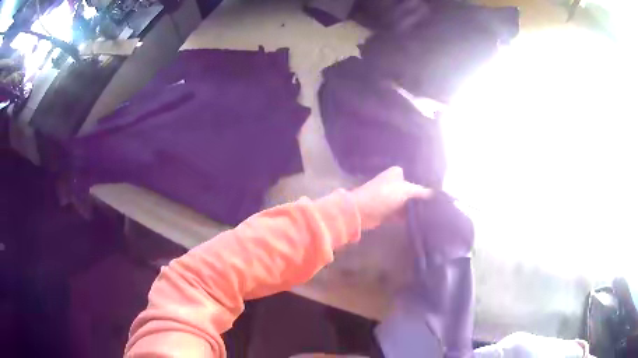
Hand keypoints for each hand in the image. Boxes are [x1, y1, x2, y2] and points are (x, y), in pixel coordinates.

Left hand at [351, 166, 431, 229]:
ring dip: (417, 209)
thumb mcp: (407, 190)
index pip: (415, 177)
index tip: (438, 192)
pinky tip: (422, 221)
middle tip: (438, 205)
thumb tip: (437, 194)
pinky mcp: (388, 213)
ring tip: (434, 214)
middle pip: (413, 192)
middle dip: (422, 198)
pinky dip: (410, 218)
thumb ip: (422, 192)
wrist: (361, 212)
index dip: (426, 184)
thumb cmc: (384, 195)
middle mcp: (394, 184)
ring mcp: (391, 199)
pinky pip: (402, 215)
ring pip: (408, 204)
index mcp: (397, 173)